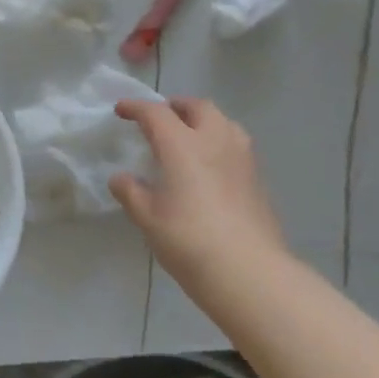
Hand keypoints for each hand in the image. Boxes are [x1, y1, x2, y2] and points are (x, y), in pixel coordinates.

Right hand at [110, 98, 287, 288]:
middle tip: (160, 119)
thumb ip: (131, 192)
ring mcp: (242, 158)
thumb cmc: (188, 240)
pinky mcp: (258, 178)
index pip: (156, 113)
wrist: (247, 270)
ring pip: (224, 122)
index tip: (122, 110)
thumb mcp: (148, 218)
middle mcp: (215, 140)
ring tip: (189, 137)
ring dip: (203, 121)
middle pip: (198, 107)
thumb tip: (120, 178)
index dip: (136, 107)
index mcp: (182, 145)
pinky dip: (219, 142)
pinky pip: (236, 145)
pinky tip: (211, 166)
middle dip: (176, 107)